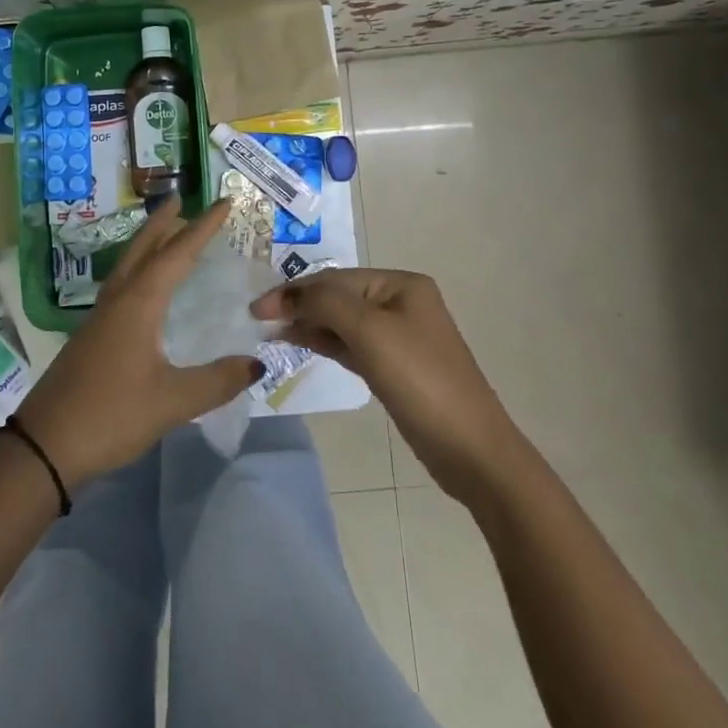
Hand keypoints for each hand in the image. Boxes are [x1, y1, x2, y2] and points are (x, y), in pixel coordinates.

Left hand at [15, 196, 262, 486]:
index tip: (223, 202)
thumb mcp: (172, 401)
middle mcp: (118, 300)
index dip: (203, 227)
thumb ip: (217, 381)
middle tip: (181, 200)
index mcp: (139, 303)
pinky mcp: (91, 336)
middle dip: (164, 223)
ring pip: (128, 265)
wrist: (45, 446)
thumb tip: (257, 363)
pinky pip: (121, 285)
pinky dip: (138, 269)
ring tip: (165, 233)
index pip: (177, 254)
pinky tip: (143, 288)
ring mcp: (99, 317)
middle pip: (143, 248)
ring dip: (148, 243)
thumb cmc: (111, 416)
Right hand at [254, 268, 518, 503]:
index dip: (295, 290)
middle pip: (339, 296)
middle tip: (259, 319)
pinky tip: (301, 342)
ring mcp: (399, 335)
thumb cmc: (420, 380)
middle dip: (300, 304)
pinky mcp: (395, 366)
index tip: (256, 308)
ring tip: (272, 331)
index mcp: (401, 284)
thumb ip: (326, 303)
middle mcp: (401, 302)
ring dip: (309, 323)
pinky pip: (352, 344)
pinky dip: (326, 342)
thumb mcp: (370, 332)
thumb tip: (288, 295)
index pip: (335, 278)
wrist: (471, 449)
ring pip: (343, 320)